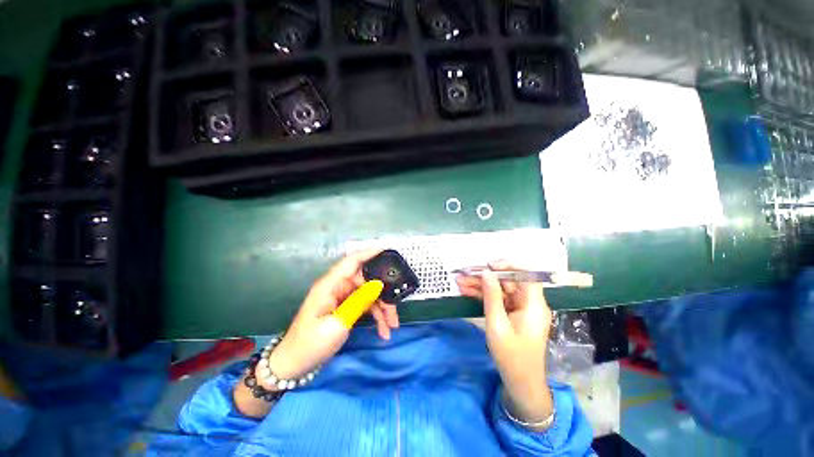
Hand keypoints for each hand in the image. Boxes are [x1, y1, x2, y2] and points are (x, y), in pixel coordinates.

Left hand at [265, 248, 399, 382]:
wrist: (295, 365)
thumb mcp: (338, 323)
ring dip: (383, 308)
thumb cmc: (311, 343)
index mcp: (331, 285)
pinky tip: (384, 330)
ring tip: (393, 325)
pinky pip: (366, 305)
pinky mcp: (346, 307)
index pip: (352, 261)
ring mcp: (343, 297)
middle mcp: (338, 287)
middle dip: (384, 293)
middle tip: (396, 307)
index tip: (388, 250)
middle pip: (367, 281)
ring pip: (370, 294)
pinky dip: (376, 315)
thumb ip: (359, 301)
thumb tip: (379, 284)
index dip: (370, 252)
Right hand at [456, 261, 553, 427]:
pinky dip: (483, 296)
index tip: (488, 265)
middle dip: (485, 277)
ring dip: (480, 286)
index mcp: (534, 305)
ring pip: (500, 290)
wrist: (519, 383)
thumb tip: (486, 272)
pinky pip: (497, 300)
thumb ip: (492, 297)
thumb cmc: (511, 356)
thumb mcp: (497, 325)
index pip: (527, 275)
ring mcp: (520, 308)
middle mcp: (529, 303)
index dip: (509, 266)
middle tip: (464, 274)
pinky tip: (466, 292)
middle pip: (508, 282)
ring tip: (459, 282)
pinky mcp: (512, 314)